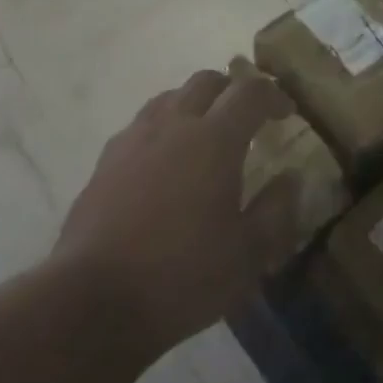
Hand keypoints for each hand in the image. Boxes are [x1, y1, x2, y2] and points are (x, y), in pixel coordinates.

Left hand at [54, 66, 296, 359]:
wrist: (92, 301)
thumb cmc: (181, 276)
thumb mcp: (247, 256)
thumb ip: (276, 211)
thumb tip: (290, 179)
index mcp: (215, 139)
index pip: (251, 92)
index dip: (273, 96)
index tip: (286, 113)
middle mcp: (174, 124)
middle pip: (207, 81)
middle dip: (232, 90)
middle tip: (246, 117)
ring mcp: (135, 138)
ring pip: (170, 97)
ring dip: (195, 104)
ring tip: (204, 135)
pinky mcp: (106, 160)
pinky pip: (142, 124)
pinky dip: (163, 128)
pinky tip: (163, 162)